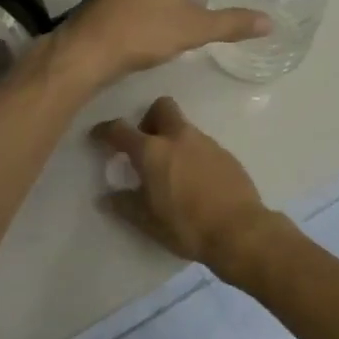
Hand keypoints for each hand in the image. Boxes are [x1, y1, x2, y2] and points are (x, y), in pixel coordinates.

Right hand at [90, 97, 297, 280]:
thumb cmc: (186, 226)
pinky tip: (194, 180)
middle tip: (145, 144)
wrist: (240, 231)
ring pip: (184, 127)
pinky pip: (202, 145)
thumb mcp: (148, 221)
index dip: (105, 131)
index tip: (98, 136)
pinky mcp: (225, 154)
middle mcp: (178, 137)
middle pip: (161, 107)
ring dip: (173, 139)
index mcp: (152, 151)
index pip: (120, 130)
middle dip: (149, 119)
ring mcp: (205, 142)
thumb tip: (105, 198)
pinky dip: (192, 154)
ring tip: (171, 169)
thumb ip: (125, 205)